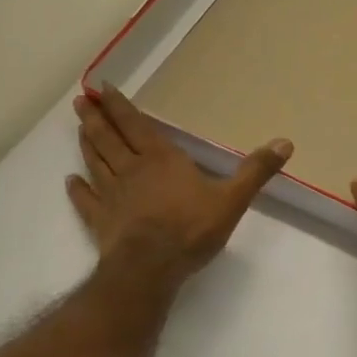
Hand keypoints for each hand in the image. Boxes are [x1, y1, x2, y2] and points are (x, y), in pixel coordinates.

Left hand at [68, 88, 291, 283]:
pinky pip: (85, 201)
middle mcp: (131, 170)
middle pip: (109, 138)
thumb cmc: (191, 229)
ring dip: (86, 145)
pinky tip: (70, 181)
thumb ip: (256, 171)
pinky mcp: (100, 221)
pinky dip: (77, 190)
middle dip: (96, 118)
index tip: (101, 88)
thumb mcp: (232, 199)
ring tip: (79, 129)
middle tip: (80, 101)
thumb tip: (286, 143)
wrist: (151, 268)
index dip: (120, 106)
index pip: (136, 125)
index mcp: (161, 159)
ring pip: (95, 163)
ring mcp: (111, 196)